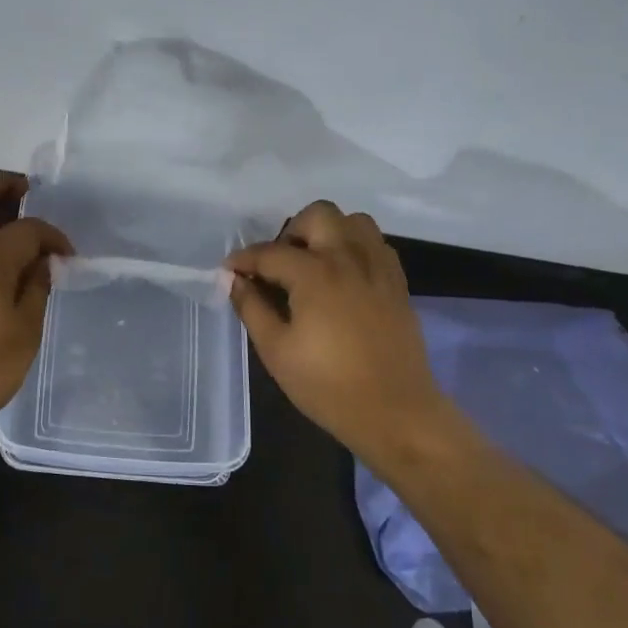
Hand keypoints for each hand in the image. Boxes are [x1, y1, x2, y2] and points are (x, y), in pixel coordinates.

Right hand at [224, 201, 444, 457]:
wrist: (396, 413)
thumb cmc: (328, 385)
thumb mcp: (276, 351)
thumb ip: (252, 308)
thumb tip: (235, 281)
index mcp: (315, 274)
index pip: (270, 252)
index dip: (244, 259)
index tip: (229, 270)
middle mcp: (348, 258)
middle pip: (318, 214)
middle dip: (291, 231)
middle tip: (279, 264)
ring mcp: (378, 268)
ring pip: (353, 221)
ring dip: (328, 232)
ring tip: (313, 263)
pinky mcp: (397, 283)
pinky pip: (376, 244)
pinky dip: (355, 247)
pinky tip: (343, 276)